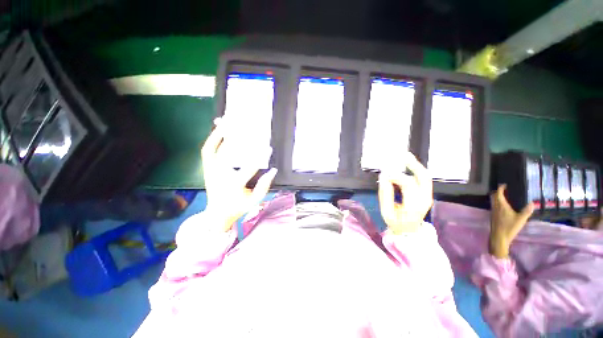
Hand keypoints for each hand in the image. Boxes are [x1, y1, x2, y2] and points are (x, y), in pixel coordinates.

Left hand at [201, 119, 277, 231]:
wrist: (217, 214)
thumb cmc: (238, 207)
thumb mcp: (255, 200)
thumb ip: (264, 186)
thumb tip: (273, 170)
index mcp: (234, 184)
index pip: (250, 167)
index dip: (260, 156)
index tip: (268, 148)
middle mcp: (220, 174)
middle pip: (227, 151)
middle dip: (236, 136)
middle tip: (243, 123)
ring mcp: (211, 170)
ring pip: (212, 147)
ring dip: (218, 132)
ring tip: (226, 120)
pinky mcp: (207, 168)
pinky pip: (207, 150)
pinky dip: (212, 139)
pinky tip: (218, 130)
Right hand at [378, 152, 432, 233]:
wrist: (410, 232)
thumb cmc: (396, 222)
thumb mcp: (386, 211)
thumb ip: (385, 194)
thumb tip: (383, 177)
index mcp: (413, 205)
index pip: (407, 183)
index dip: (395, 176)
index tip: (384, 175)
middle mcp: (425, 199)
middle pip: (422, 177)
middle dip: (412, 164)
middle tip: (402, 155)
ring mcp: (428, 196)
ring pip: (425, 176)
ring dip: (415, 165)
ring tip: (406, 156)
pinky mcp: (427, 194)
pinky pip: (423, 179)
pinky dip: (416, 170)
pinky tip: (408, 165)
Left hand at [489, 185, 533, 258]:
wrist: (499, 236)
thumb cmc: (510, 227)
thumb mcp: (521, 219)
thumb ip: (527, 211)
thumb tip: (532, 203)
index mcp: (501, 205)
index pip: (498, 193)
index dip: (500, 188)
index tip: (504, 185)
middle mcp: (495, 207)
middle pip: (493, 196)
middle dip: (497, 192)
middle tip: (504, 190)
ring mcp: (493, 211)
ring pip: (493, 201)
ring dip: (497, 197)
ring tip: (505, 196)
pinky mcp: (493, 216)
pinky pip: (494, 206)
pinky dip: (497, 203)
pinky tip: (503, 206)